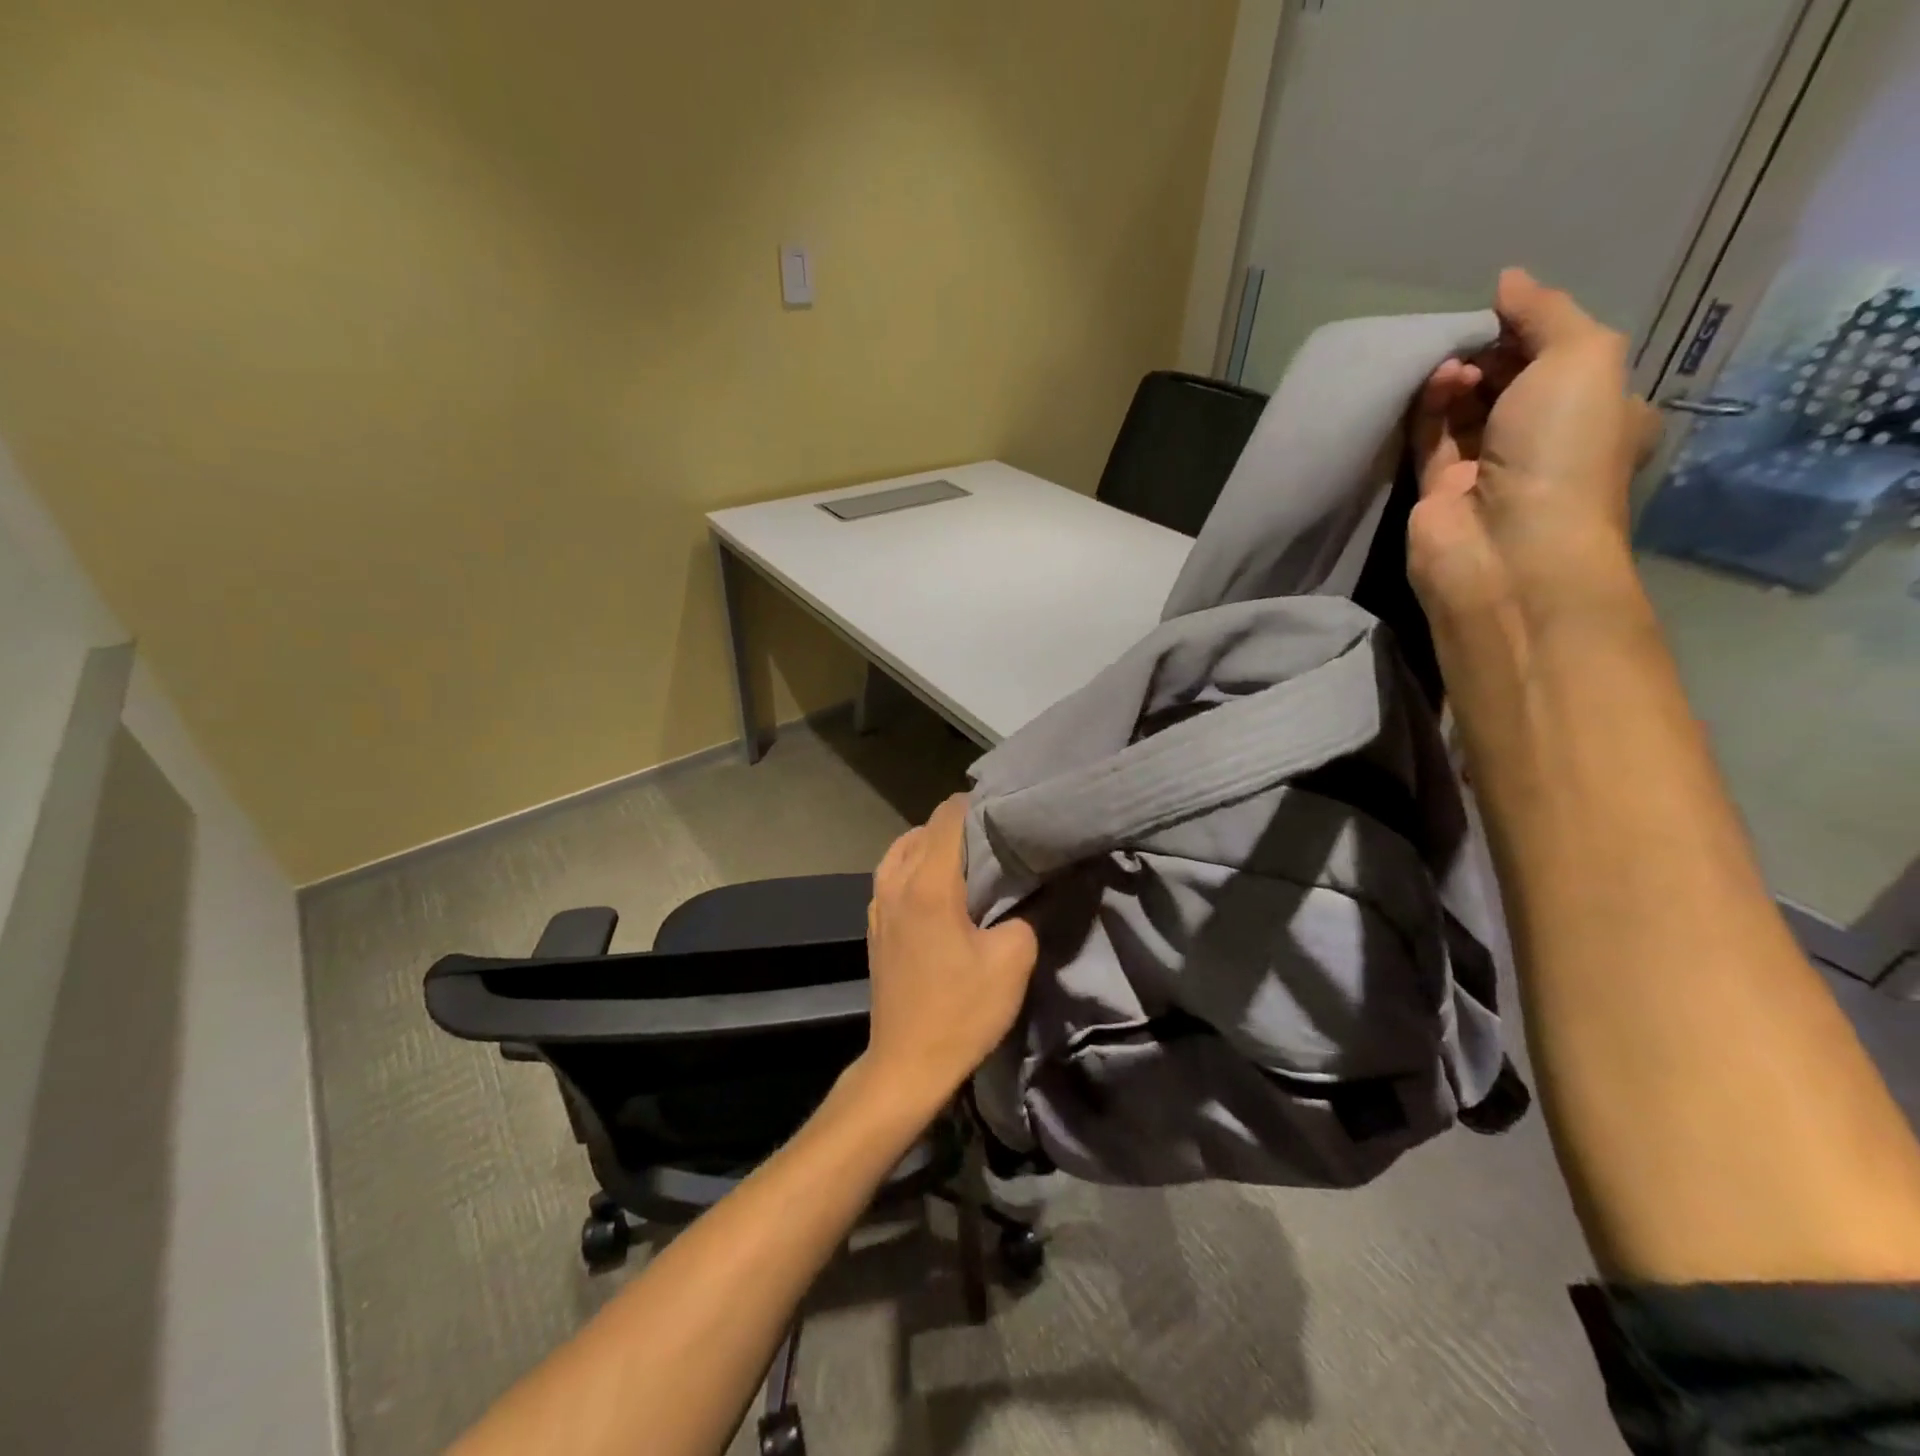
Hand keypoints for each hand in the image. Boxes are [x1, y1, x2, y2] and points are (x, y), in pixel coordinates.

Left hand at [859, 794, 1038, 1110]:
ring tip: (966, 857)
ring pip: (902, 849)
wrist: (907, 1062)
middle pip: (924, 829)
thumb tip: (1023, 895)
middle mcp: (896, 883)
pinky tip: (938, 886)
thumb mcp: (1013, 961)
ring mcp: (878, 904)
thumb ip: (1024, 915)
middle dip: (958, 823)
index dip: (976, 804)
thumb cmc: (961, 1011)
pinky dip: (914, 864)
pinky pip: (892, 873)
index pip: (948, 817)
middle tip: (994, 834)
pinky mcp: (874, 925)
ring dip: (932, 843)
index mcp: (929, 884)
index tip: (1005, 808)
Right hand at [1409, 269, 1659, 635]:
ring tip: (1448, 365)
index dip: (1533, 328)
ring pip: (1465, 408)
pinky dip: (1427, 408)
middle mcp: (1543, 440)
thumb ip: (1545, 312)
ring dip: (1456, 378)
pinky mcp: (1437, 489)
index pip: (1563, 357)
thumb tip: (1507, 281)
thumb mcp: (1582, 357)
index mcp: (1598, 410)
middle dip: (1489, 352)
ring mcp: (1487, 468)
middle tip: (1469, 336)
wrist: (1506, 545)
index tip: (1504, 311)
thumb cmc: (1562, 449)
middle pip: (1509, 381)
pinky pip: (1430, 437)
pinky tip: (1430, 384)